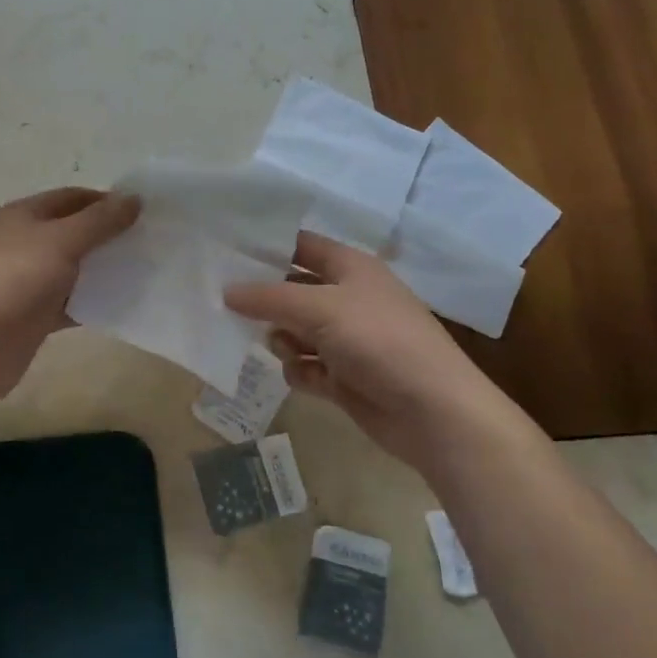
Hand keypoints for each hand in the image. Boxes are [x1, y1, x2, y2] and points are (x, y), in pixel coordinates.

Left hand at [0, 187, 140, 406]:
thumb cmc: (16, 279)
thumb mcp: (62, 240)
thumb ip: (100, 220)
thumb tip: (134, 198)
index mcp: (22, 214)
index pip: (71, 197)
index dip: (106, 201)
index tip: (143, 213)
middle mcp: (22, 242)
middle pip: (72, 231)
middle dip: (107, 235)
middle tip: (148, 243)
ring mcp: (26, 280)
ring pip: (72, 268)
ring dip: (102, 269)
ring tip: (142, 272)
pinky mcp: (32, 314)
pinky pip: (69, 301)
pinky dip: (91, 302)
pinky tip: (120, 305)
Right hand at [225, 231, 529, 470]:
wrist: (433, 411)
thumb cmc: (379, 342)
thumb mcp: (320, 308)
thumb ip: (269, 297)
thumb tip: (227, 290)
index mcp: (350, 268)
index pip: (300, 245)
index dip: (265, 246)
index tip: (223, 251)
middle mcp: (347, 298)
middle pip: (292, 289)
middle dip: (265, 299)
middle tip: (224, 304)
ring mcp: (346, 339)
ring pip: (294, 330)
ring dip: (283, 339)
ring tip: (286, 348)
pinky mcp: (344, 376)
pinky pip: (306, 365)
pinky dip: (300, 369)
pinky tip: (305, 376)